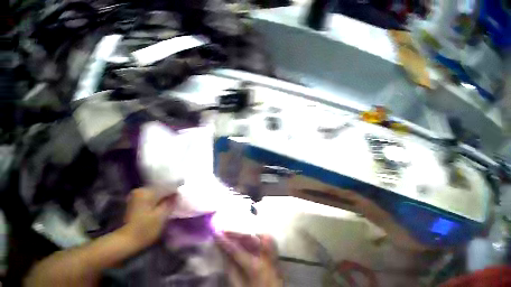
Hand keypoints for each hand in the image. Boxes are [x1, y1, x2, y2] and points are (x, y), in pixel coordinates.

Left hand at [119, 188, 176, 249]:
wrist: (129, 238)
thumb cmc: (146, 229)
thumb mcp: (160, 218)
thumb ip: (169, 204)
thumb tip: (176, 195)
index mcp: (147, 193)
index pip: (164, 187)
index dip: (174, 188)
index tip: (183, 186)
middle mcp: (140, 190)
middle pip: (158, 189)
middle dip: (168, 192)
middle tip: (178, 197)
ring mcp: (135, 195)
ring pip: (153, 193)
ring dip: (161, 196)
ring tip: (170, 201)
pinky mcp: (134, 202)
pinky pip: (148, 197)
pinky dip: (155, 200)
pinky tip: (159, 205)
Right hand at [215, 232, 282, 286]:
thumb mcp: (238, 284)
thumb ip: (231, 268)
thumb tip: (223, 252)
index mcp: (256, 267)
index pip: (237, 250)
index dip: (225, 241)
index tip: (215, 233)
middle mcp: (268, 260)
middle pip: (256, 239)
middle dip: (241, 233)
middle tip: (226, 231)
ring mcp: (275, 260)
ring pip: (267, 239)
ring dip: (251, 234)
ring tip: (237, 234)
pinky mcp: (278, 261)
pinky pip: (269, 245)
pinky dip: (259, 240)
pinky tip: (249, 241)